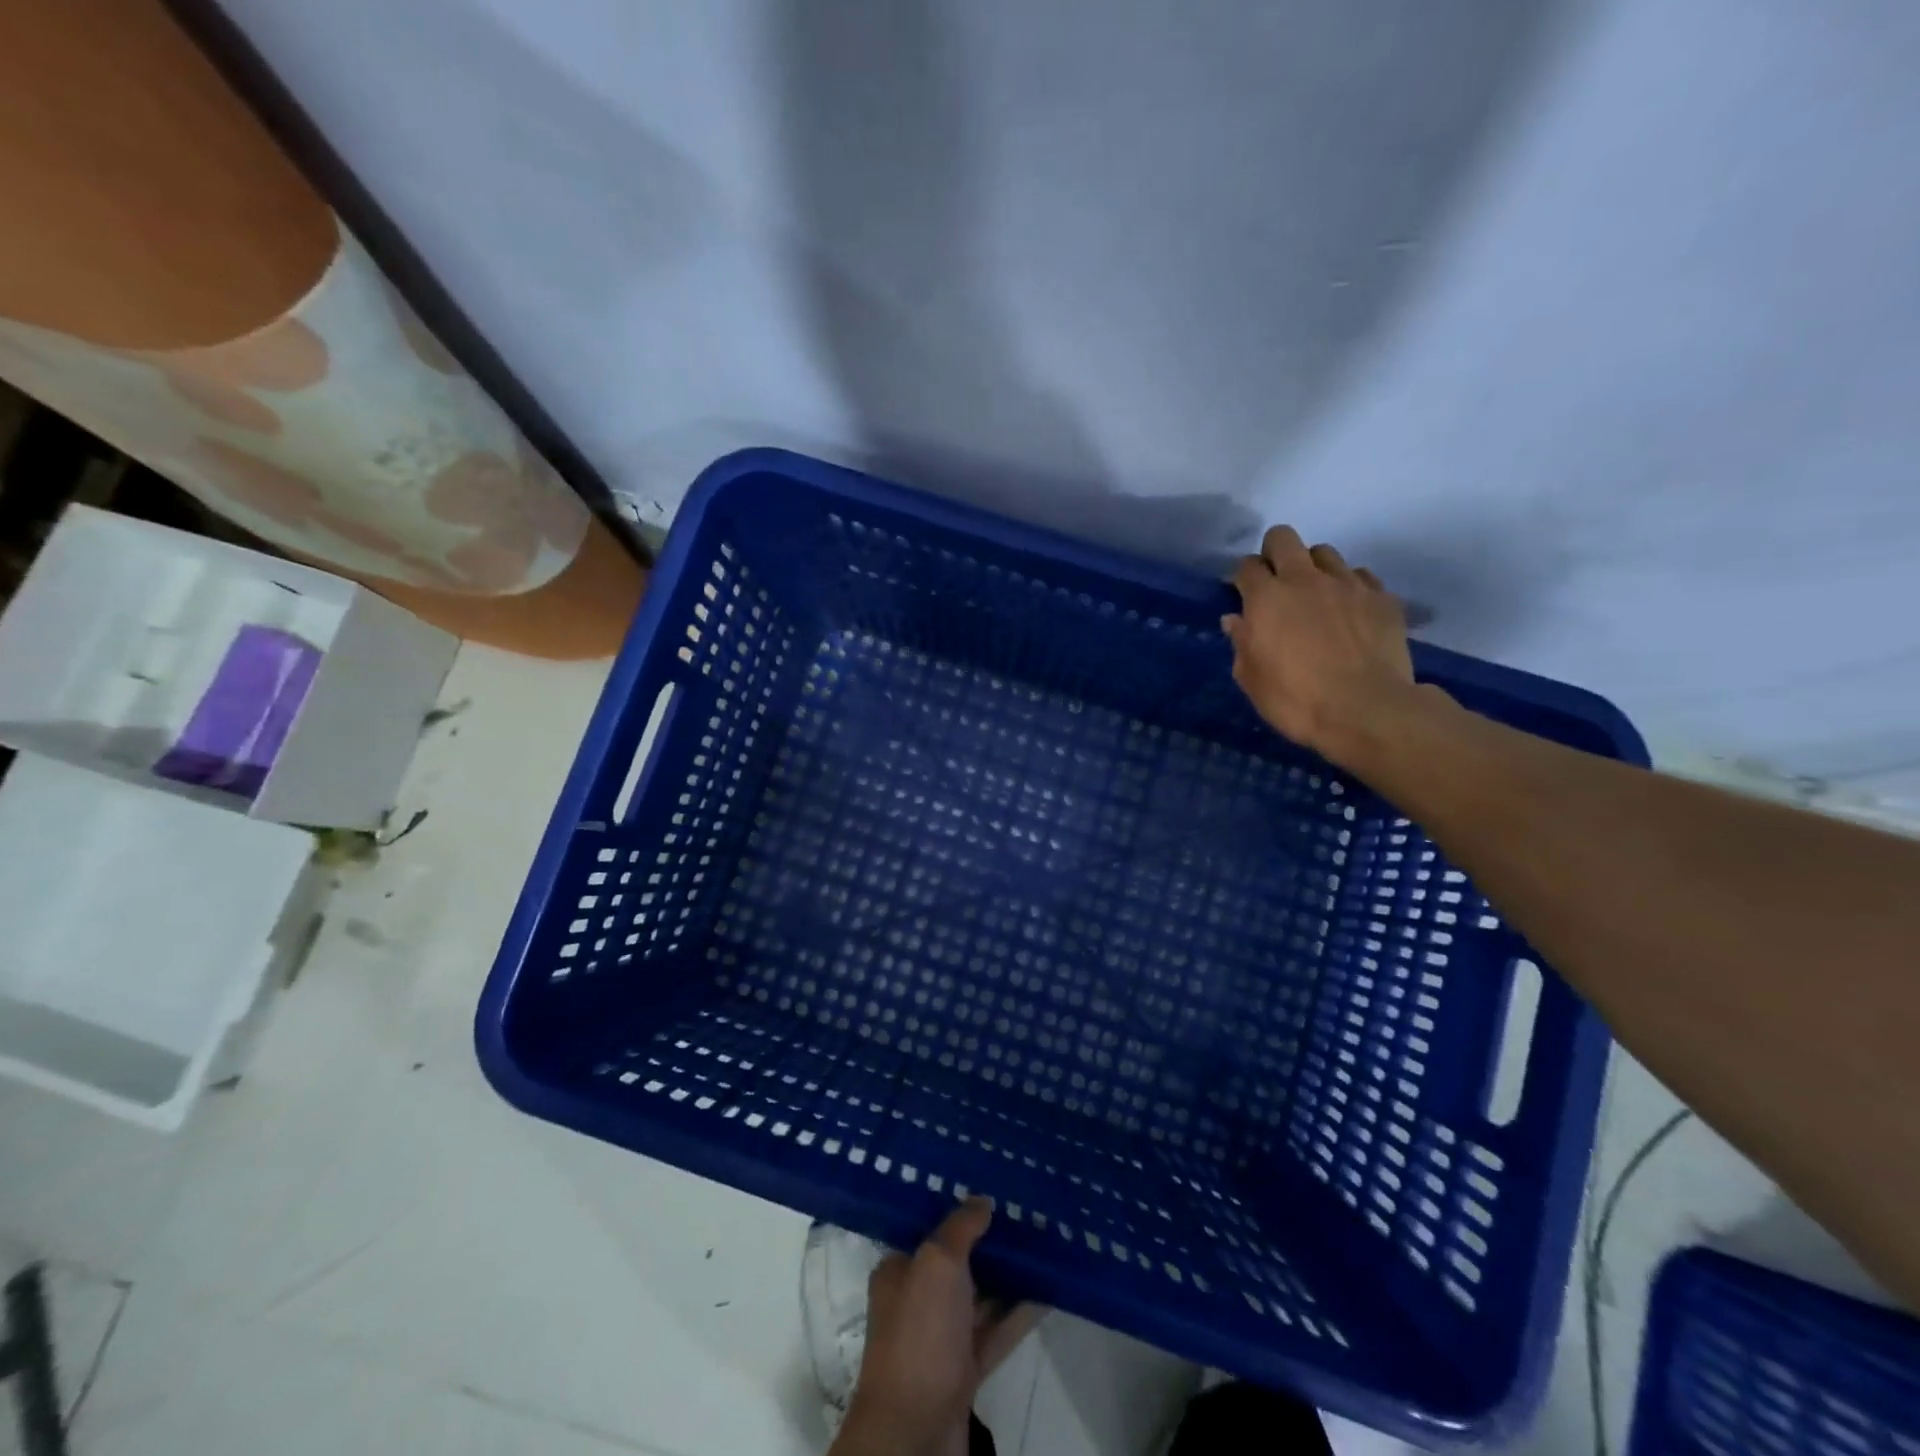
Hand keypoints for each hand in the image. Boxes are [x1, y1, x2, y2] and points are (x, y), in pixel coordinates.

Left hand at [831, 1199, 1043, 1455]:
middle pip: (958, 1262)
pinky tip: (1047, 1292)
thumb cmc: (920, 1334)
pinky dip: (1018, 1314)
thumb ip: (960, 1228)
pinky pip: (995, 1332)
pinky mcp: (965, 1371)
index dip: (958, 1209)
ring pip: (980, 1297)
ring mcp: (941, 1338)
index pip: (929, 1230)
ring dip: (1009, 1277)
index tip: (990, 1188)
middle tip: (1026, 1213)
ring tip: (1044, 1246)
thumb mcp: (937, 1264)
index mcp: (899, 1271)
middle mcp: (917, 1301)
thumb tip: (982, 1199)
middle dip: (989, 1242)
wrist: (916, 1433)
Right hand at [1224, 526, 1415, 763]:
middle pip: (1284, 538)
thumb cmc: (1296, 700)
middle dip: (1274, 552)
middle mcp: (1304, 579)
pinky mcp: (1381, 597)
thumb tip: (1236, 620)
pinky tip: (1349, 610)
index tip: (1244, 595)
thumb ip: (1242, 643)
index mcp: (1266, 599)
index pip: (1247, 566)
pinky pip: (1360, 576)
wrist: (1366, 710)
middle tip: (1276, 583)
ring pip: (1324, 553)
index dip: (1243, 578)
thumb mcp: (1252, 679)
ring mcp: (1347, 584)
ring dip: (1313, 568)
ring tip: (1315, 596)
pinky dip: (1349, 586)